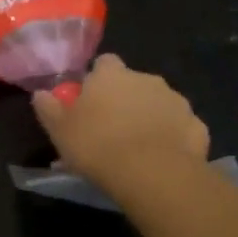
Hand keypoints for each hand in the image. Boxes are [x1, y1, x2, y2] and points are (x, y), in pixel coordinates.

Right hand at [33, 55, 210, 202]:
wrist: (153, 173)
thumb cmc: (98, 145)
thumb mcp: (59, 130)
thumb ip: (49, 108)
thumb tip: (40, 93)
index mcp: (112, 76)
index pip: (104, 62)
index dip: (97, 79)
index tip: (90, 100)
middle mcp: (146, 79)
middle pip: (133, 82)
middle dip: (125, 98)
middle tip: (110, 127)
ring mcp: (176, 101)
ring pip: (159, 103)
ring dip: (149, 116)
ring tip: (136, 147)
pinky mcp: (197, 125)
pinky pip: (179, 127)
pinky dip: (171, 137)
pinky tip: (160, 158)